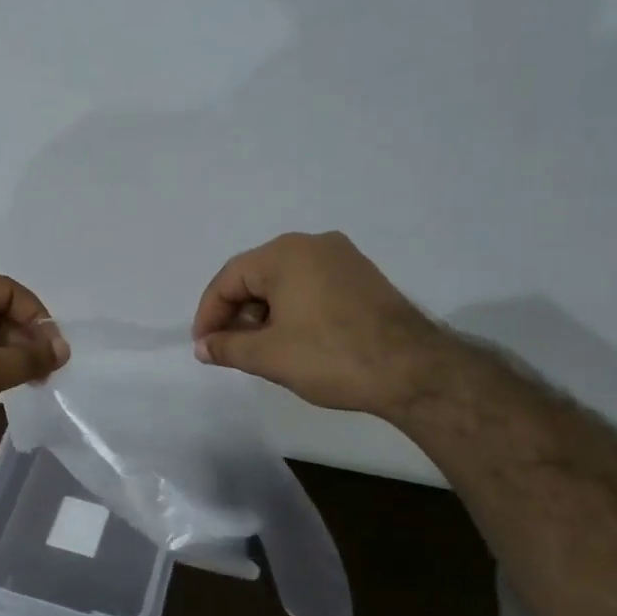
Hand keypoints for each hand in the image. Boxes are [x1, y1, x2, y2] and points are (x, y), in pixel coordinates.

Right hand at [191, 231, 449, 417]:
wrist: (413, 371)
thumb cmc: (331, 356)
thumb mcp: (268, 356)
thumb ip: (227, 347)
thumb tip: (203, 347)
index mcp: (285, 254)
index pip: (229, 278)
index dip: (209, 314)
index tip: (204, 347)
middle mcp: (313, 244)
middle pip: (256, 276)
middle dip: (237, 314)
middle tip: (230, 349)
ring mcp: (343, 258)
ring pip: (284, 282)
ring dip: (263, 313)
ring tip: (260, 349)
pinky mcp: (362, 277)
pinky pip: (311, 286)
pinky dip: (291, 309)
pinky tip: (292, 339)